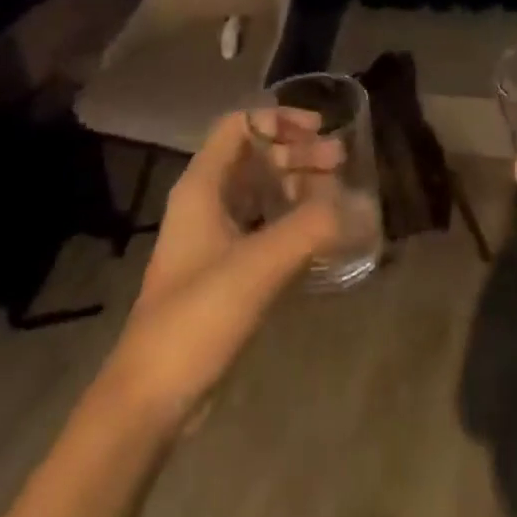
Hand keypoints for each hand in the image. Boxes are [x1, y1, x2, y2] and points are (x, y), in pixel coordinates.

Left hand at [101, 110, 340, 430]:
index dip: (279, 119)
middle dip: (298, 153)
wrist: (151, 398)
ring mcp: (214, 239)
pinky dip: (292, 221)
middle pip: (255, 156)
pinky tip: (323, 235)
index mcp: (202, 186)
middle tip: (341, 163)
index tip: (320, 131)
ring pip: (261, 192)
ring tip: (339, 195)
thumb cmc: (198, 316)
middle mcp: (206, 202)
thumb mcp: (259, 264)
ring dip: (298, 186)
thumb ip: (314, 228)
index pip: (240, 125)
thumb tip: (364, 206)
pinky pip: (263, 227)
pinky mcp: (224, 272)